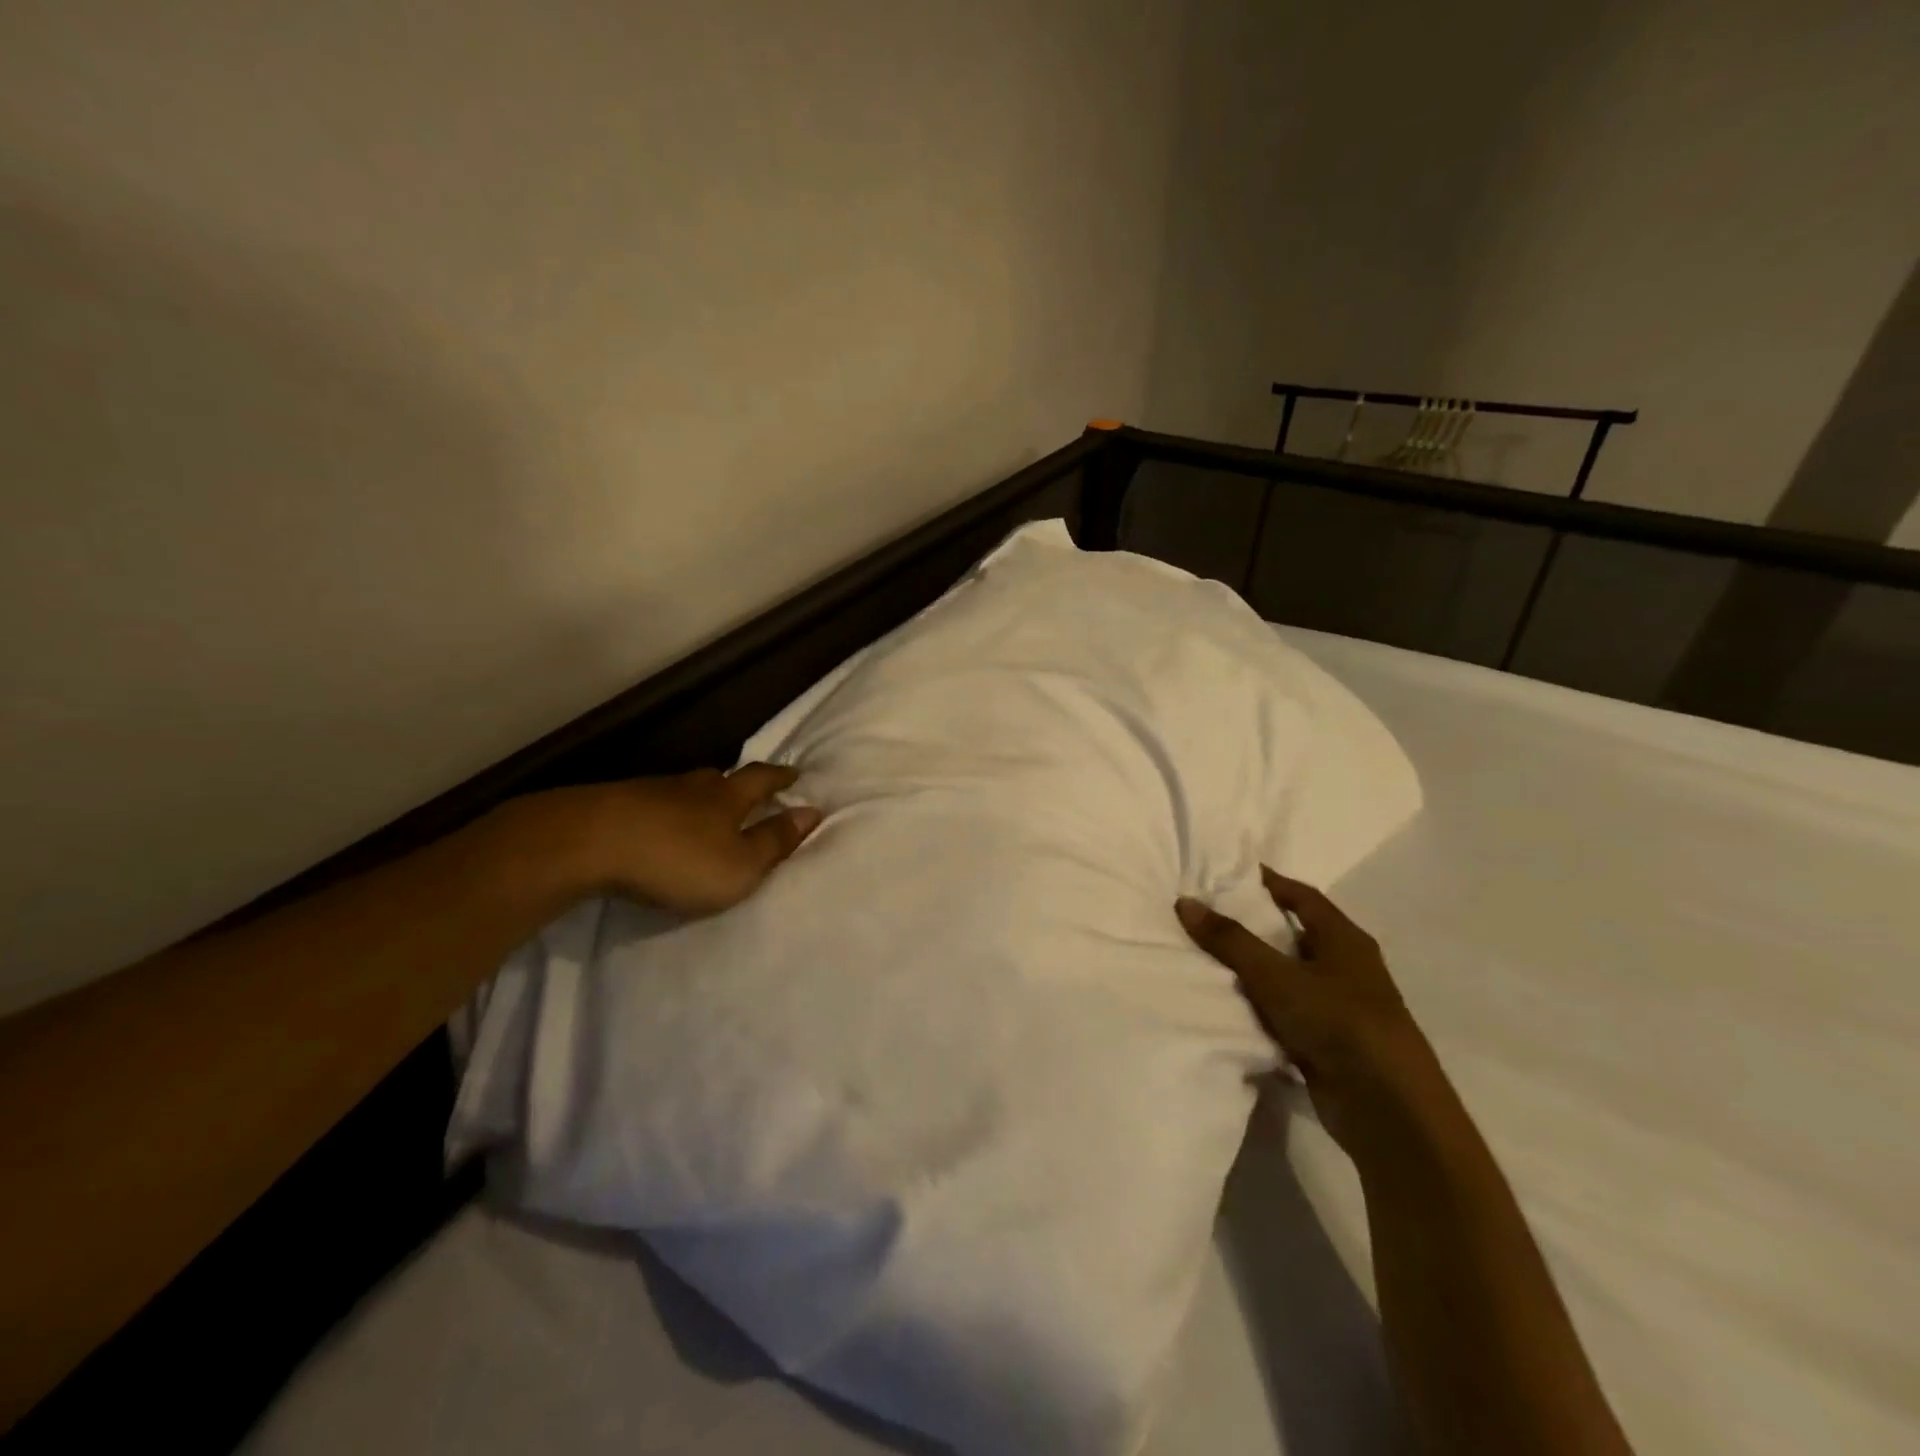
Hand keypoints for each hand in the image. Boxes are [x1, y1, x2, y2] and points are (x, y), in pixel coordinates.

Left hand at [556, 763, 821, 916]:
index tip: (795, 773)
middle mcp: (693, 787)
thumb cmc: (679, 859)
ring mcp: (651, 792)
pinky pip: (651, 803)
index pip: (762, 780)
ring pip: (685, 789)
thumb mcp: (741, 864)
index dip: (780, 778)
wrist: (589, 843)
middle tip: (749, 789)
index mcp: (728, 798)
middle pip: (722, 778)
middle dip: (738, 783)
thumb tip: (813, 812)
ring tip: (704, 809)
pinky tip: (658, 824)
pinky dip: (663, 812)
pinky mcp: (615, 805)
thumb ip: (776, 842)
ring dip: (699, 798)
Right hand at [1177, 868, 1434, 1150]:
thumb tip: (1185, 902)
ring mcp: (1339, 1007)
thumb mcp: (1277, 976)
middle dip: (1254, 926)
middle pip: (1294, 935)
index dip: (1269, 882)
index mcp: (1345, 940)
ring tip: (1205, 957)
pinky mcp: (1329, 1043)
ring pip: (1288, 977)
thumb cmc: (1338, 1022)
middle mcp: (1346, 968)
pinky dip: (1260, 1007)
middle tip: (1207, 915)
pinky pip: (1286, 1013)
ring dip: (1254, 970)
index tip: (1229, 873)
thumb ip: (1230, 940)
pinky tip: (1227, 1005)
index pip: (1303, 896)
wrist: (1388, 1110)